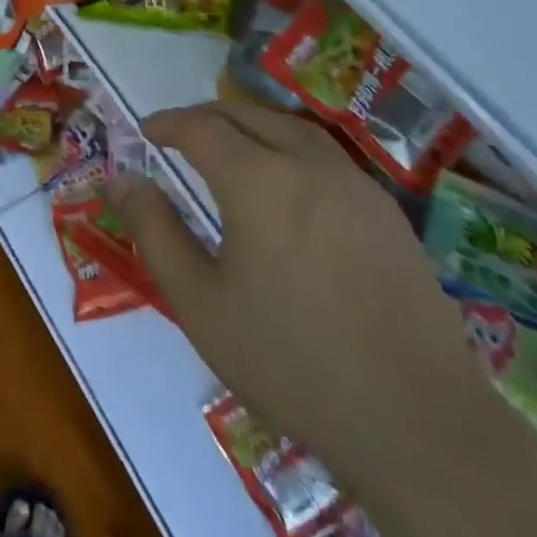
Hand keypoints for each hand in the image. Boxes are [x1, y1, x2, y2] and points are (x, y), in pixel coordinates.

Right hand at [109, 102, 496, 488]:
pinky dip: (289, 147)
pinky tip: (286, 183)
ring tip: (227, 145)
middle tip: (178, 135)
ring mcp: (357, 184)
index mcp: (260, 181)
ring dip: (251, 124)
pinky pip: (326, 155)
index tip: (145, 132)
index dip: (168, 123)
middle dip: (206, 116)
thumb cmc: (290, 363)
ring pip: (292, 128)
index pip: (202, 127)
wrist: (416, 421)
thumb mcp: (200, 302)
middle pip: (248, 115)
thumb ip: (156, 231)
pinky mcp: (387, 210)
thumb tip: (120, 179)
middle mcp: (310, 164)